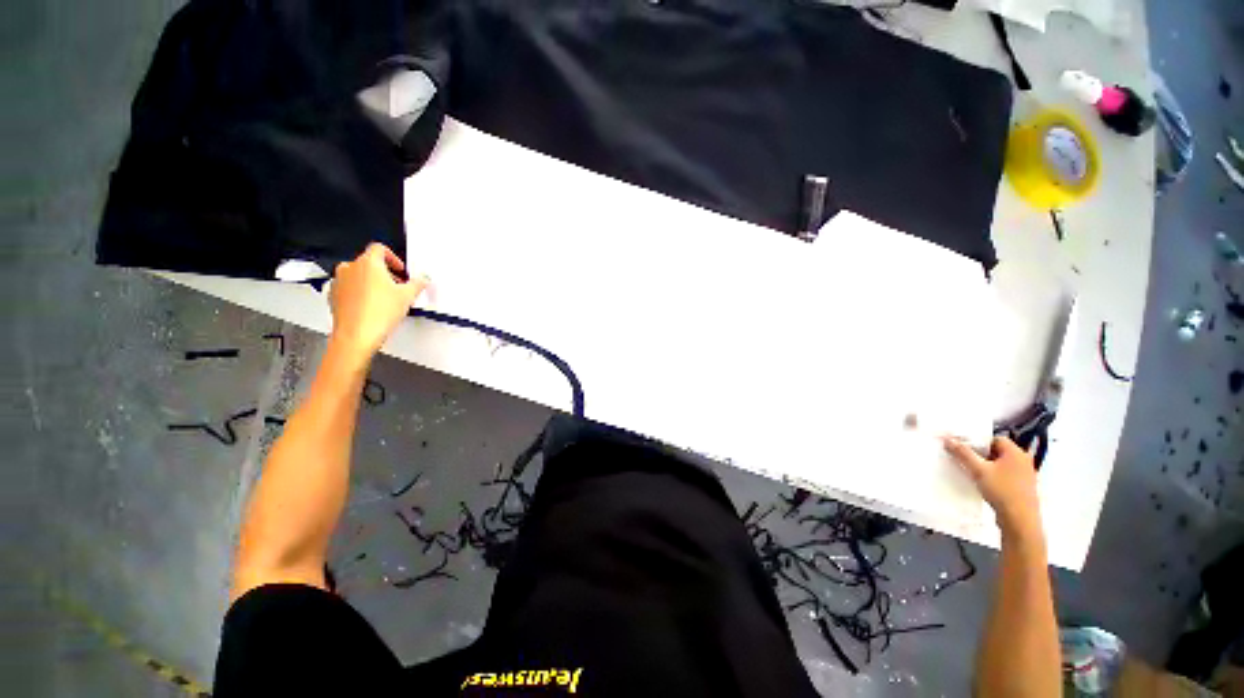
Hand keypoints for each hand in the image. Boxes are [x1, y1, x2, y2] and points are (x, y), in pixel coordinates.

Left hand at [328, 244, 427, 362]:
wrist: (357, 335)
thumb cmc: (377, 314)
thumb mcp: (408, 296)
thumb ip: (418, 283)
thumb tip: (423, 280)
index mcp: (368, 263)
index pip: (379, 249)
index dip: (393, 258)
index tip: (400, 269)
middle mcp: (350, 268)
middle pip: (369, 262)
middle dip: (384, 273)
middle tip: (397, 286)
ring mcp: (339, 281)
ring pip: (358, 275)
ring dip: (371, 283)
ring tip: (385, 298)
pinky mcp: (333, 296)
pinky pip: (348, 288)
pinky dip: (360, 293)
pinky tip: (372, 306)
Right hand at [943, 436, 1042, 541]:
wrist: (1020, 520)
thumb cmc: (1001, 490)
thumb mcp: (978, 470)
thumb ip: (963, 453)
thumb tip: (948, 439)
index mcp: (1016, 452)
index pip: (995, 439)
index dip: (979, 442)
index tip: (965, 449)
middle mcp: (1023, 460)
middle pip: (998, 451)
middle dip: (981, 455)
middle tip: (965, 460)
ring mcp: (1025, 475)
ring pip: (1001, 464)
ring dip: (986, 466)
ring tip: (972, 472)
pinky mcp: (1023, 487)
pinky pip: (1005, 475)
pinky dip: (994, 476)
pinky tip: (984, 484)